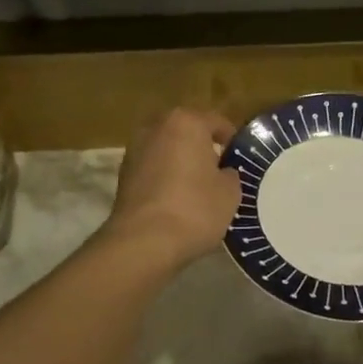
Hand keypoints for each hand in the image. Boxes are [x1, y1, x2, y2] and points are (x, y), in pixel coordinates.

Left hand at [103, 108, 241, 269]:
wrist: (143, 241)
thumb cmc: (195, 208)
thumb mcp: (229, 193)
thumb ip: (230, 174)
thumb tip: (223, 172)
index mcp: (186, 122)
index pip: (216, 122)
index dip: (231, 139)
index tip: (239, 158)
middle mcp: (156, 127)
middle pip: (186, 132)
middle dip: (201, 147)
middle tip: (218, 170)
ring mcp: (135, 149)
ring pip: (166, 149)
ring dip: (180, 161)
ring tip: (196, 186)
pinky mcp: (123, 174)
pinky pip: (152, 168)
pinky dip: (164, 177)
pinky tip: (176, 199)